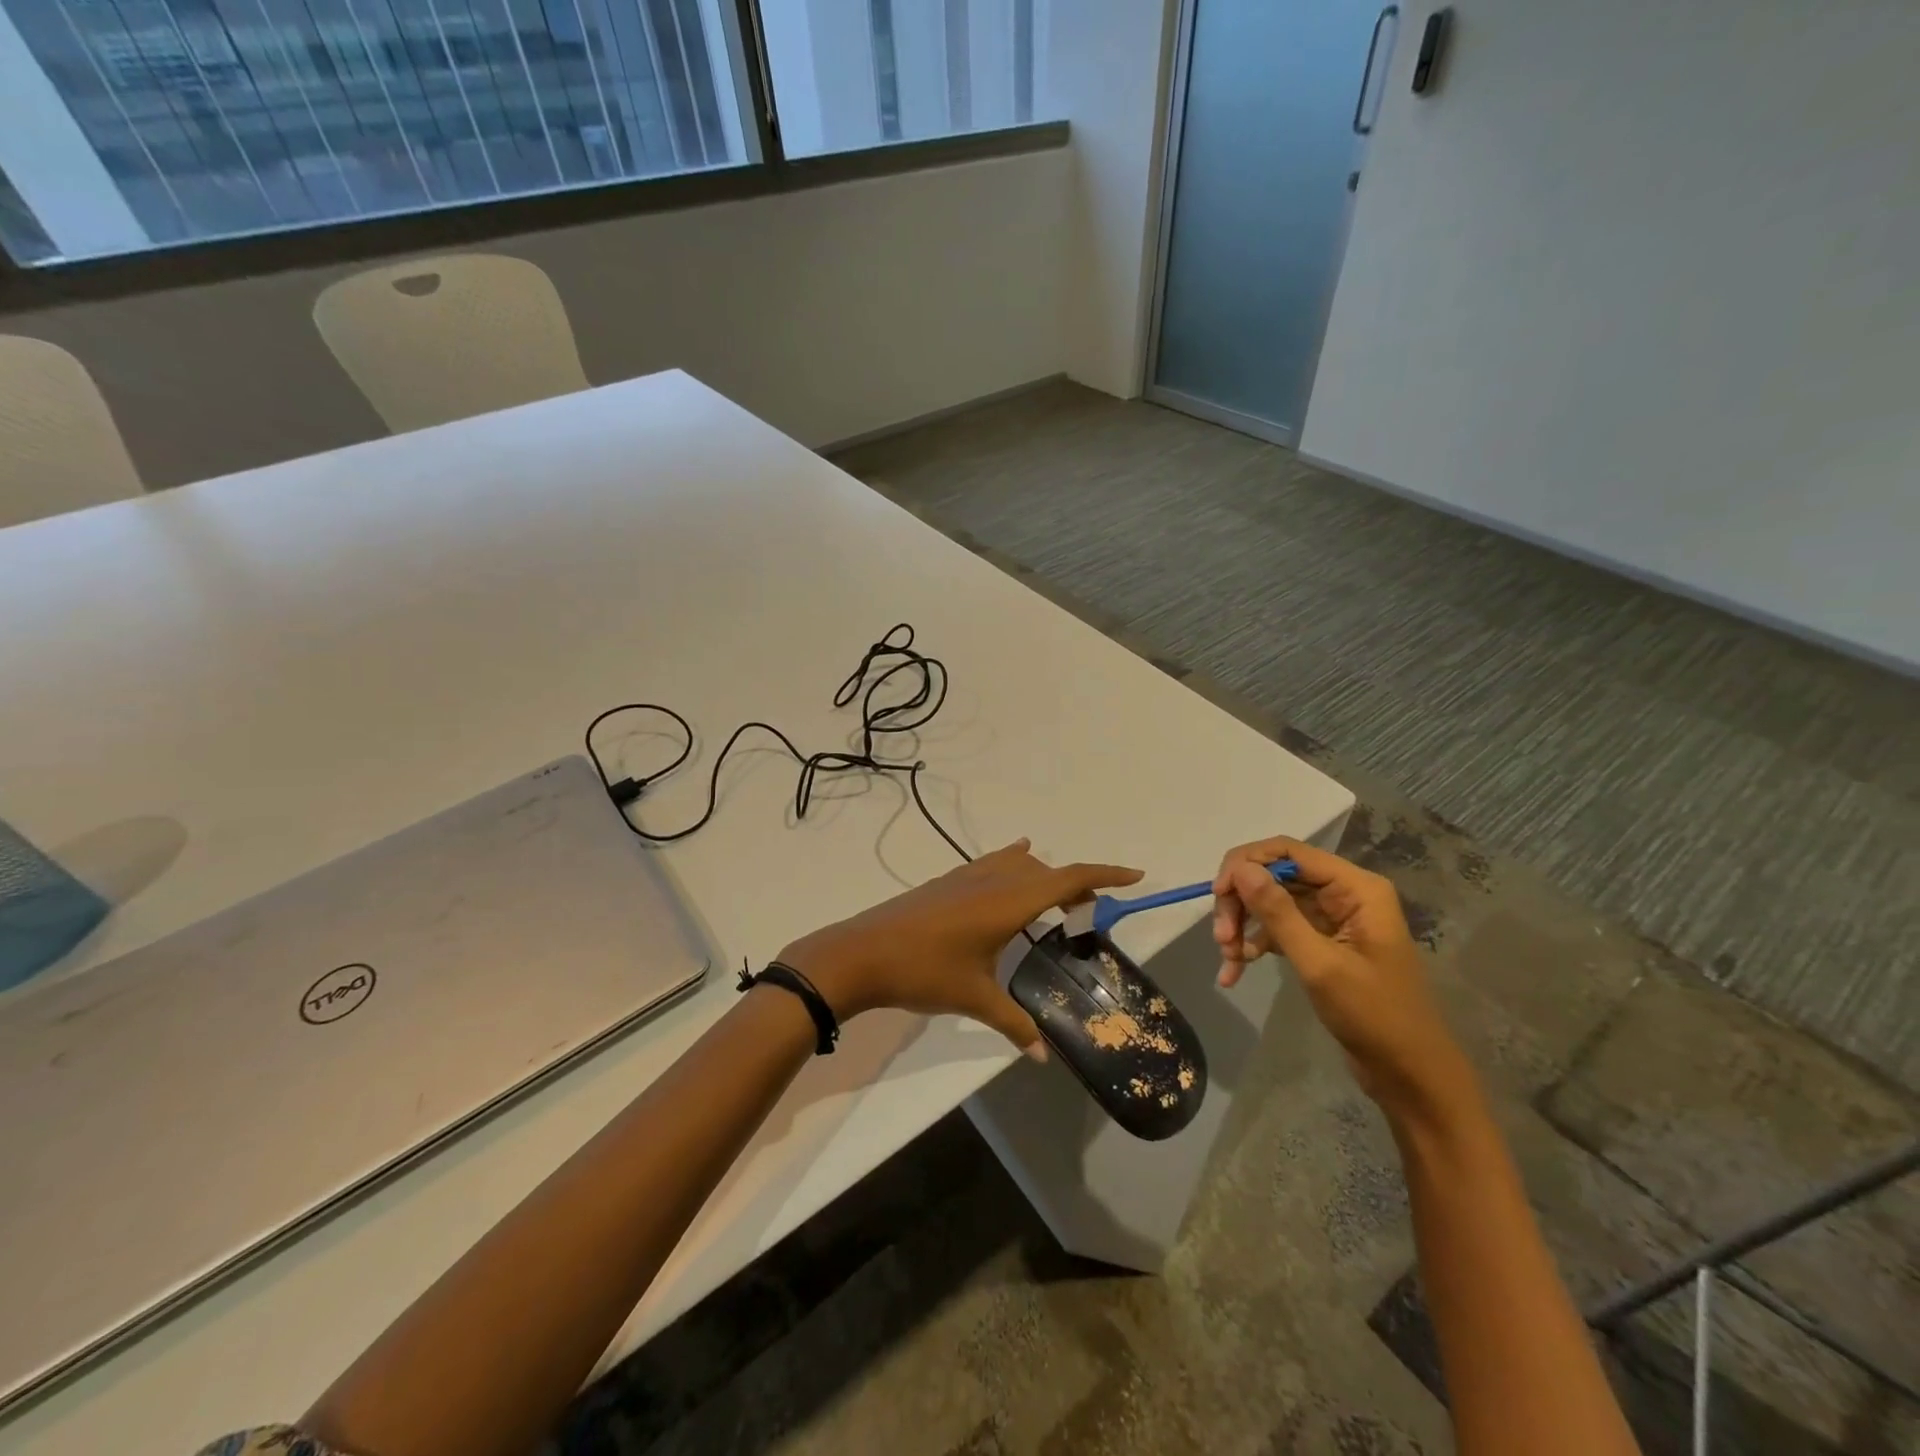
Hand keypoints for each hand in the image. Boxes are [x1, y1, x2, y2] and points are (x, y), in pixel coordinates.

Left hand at [779, 840, 1142, 1057]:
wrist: (860, 953)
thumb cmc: (923, 972)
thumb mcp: (974, 998)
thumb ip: (1014, 1024)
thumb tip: (1043, 1055)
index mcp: (1008, 901)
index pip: (1068, 879)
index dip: (1104, 876)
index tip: (1135, 877)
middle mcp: (992, 879)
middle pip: (1046, 871)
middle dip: (1074, 886)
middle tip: (1088, 916)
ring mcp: (966, 876)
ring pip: (1018, 864)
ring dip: (1042, 877)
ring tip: (1055, 903)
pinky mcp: (946, 881)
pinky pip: (993, 862)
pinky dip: (1014, 864)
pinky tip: (1015, 862)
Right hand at [1212, 837, 1472, 1121]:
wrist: (1411, 1075)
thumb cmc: (1374, 1016)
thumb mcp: (1320, 963)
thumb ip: (1278, 912)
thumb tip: (1240, 868)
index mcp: (1355, 888)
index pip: (1287, 851)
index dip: (1246, 864)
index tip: (1217, 894)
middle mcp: (1343, 894)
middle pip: (1274, 876)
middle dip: (1242, 902)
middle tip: (1220, 936)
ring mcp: (1331, 919)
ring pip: (1270, 902)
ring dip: (1243, 925)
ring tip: (1226, 957)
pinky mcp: (1322, 943)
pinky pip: (1277, 930)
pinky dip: (1253, 945)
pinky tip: (1235, 970)